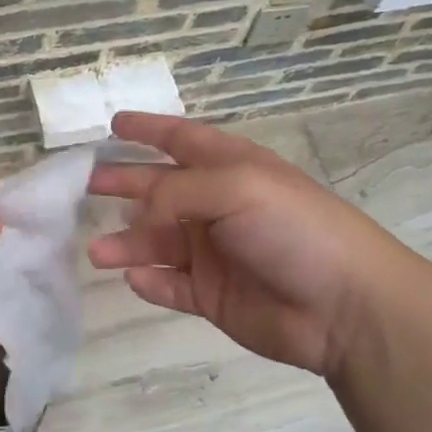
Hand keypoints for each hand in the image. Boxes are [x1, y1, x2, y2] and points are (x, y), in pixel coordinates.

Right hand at [88, 113, 421, 381]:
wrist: (345, 306)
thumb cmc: (293, 229)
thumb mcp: (236, 188)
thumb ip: (177, 192)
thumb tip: (139, 214)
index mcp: (230, 169)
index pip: (181, 139)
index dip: (149, 129)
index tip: (114, 125)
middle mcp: (218, 207)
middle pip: (160, 190)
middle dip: (124, 185)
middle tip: (86, 186)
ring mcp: (214, 254)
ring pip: (157, 243)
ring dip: (126, 243)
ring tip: (95, 250)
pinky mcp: (213, 296)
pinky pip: (171, 286)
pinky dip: (150, 282)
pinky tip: (135, 278)